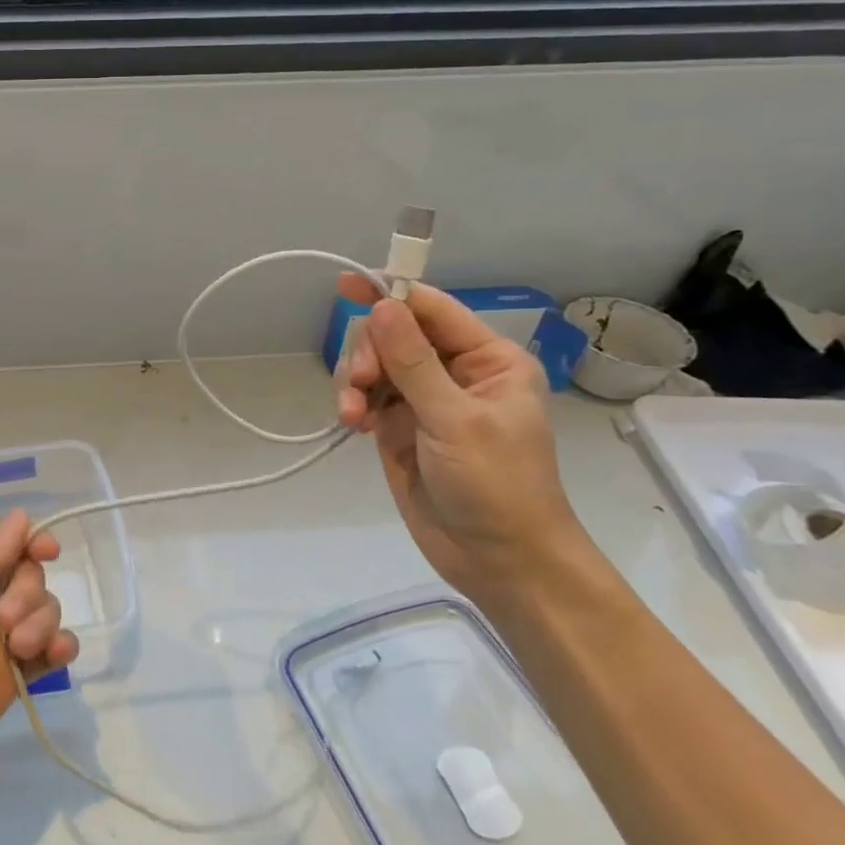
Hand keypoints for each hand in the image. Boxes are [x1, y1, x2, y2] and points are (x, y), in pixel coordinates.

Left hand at [0, 509, 78, 798]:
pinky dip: (61, 646)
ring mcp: (0, 638)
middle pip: (29, 575)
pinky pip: (52, 649)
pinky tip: (56, 653)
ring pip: (45, 609)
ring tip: (19, 648)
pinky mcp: (14, 675)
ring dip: (42, 622)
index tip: (48, 551)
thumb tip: (22, 515)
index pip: (4, 543)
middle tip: (5, 619)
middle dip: (27, 591)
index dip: (31, 541)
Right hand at [335, 278, 592, 601]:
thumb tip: (382, 305)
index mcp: (487, 360)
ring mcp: (424, 403)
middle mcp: (454, 374)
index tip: (346, 285)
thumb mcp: (455, 419)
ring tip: (352, 413)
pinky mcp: (399, 430)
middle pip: (395, 336)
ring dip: (356, 382)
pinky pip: (367, 399)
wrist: (498, 560)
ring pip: (376, 367)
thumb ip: (414, 362)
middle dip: (371, 352)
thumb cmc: (494, 484)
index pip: (432, 310)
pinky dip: (353, 404)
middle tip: (361, 382)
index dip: (391, 293)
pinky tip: (351, 423)